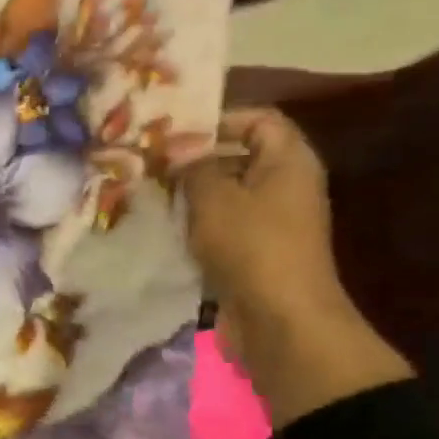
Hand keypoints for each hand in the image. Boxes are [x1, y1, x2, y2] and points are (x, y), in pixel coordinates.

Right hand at [180, 109, 409, 425]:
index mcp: (288, 161)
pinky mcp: (254, 254)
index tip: (174, 133)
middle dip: (196, 159)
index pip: (259, 119)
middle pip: (240, 157)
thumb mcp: (214, 198)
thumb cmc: (251, 246)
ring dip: (191, 195)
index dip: (219, 119)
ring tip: (150, 194)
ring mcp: (271, 223)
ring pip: (227, 195)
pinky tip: (164, 229)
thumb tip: (177, 148)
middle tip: (151, 163)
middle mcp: (285, 186)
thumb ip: (193, 167)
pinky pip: (223, 228)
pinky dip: (196, 226)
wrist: (278, 320)